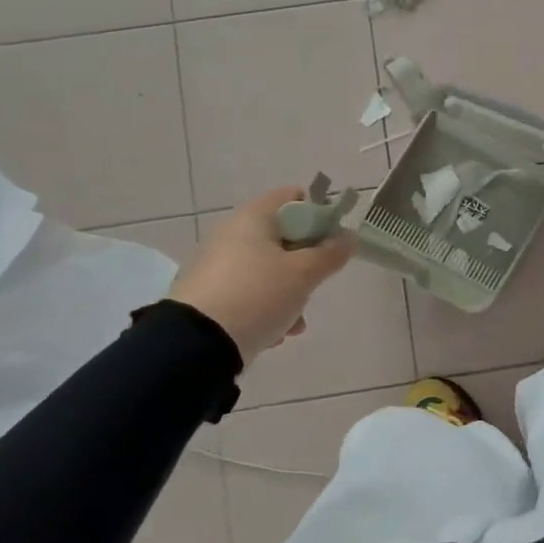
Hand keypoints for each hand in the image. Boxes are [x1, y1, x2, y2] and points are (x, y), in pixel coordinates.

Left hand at [169, 188, 353, 361]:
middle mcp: (231, 234)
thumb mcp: (304, 274)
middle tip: (317, 282)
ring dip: (289, 291)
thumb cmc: (258, 295)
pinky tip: (274, 333)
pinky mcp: (208, 295)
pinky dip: (266, 308)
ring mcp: (216, 265)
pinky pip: (248, 292)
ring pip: (267, 269)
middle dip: (306, 262)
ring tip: (296, 321)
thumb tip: (348, 237)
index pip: (293, 197)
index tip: (333, 240)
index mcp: (253, 217)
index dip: (319, 213)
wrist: (196, 345)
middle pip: (283, 237)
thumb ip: (331, 253)